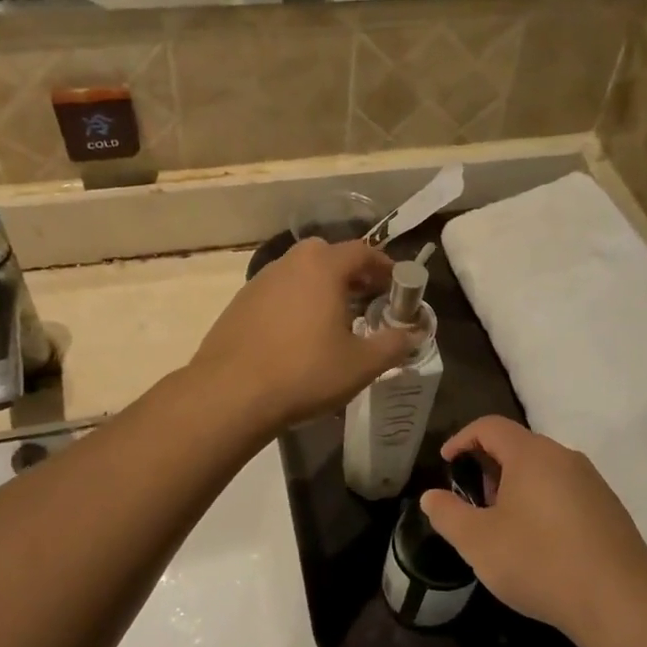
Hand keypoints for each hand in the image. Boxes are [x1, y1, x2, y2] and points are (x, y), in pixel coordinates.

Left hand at [191, 239, 416, 434]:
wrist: (231, 395)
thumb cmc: (305, 373)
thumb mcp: (362, 364)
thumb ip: (394, 344)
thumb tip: (415, 334)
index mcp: (322, 267)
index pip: (362, 251)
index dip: (385, 267)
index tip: (396, 287)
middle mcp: (289, 264)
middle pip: (328, 256)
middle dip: (352, 274)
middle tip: (368, 301)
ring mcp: (259, 282)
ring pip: (299, 274)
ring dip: (321, 289)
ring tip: (334, 322)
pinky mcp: (239, 305)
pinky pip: (277, 294)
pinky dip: (295, 304)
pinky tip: (298, 338)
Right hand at [420, 418, 646, 639]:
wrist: (619, 601)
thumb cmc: (539, 562)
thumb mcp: (478, 542)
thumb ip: (448, 514)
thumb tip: (431, 497)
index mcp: (532, 455)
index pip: (490, 426)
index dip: (461, 439)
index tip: (446, 464)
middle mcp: (565, 457)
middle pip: (518, 447)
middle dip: (488, 469)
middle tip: (474, 504)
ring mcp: (592, 482)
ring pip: (543, 471)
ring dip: (516, 488)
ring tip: (503, 528)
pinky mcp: (609, 508)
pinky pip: (565, 492)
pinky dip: (542, 504)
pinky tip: (540, 545)